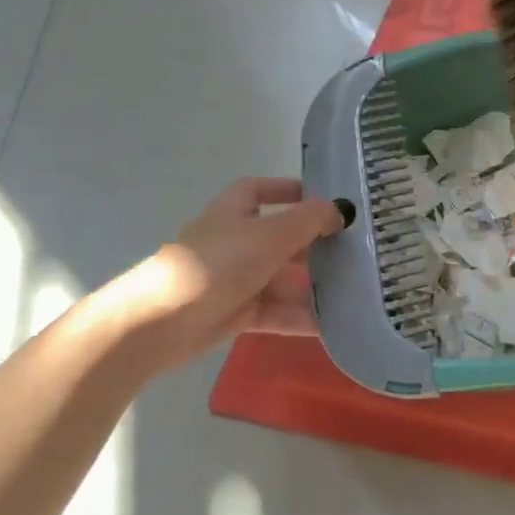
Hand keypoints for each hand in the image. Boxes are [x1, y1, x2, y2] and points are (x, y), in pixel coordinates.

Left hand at [114, 178, 345, 366]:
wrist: (160, 323)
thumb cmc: (217, 264)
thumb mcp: (271, 234)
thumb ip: (310, 220)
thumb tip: (341, 211)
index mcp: (234, 212)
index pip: (259, 190)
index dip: (287, 189)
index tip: (322, 198)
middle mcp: (235, 242)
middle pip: (280, 237)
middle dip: (314, 244)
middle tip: (354, 251)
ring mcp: (234, 279)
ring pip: (282, 278)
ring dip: (313, 285)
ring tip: (352, 292)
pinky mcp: (235, 313)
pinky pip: (276, 311)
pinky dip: (300, 317)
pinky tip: (331, 325)